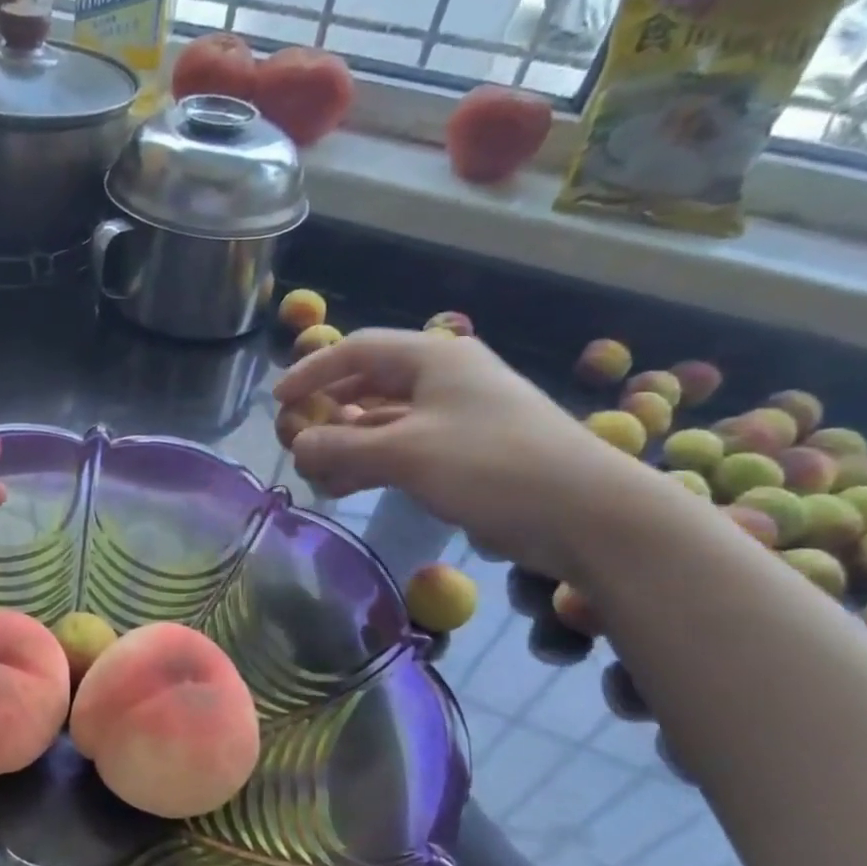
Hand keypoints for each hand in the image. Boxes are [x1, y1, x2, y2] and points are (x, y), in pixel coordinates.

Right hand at [273, 329, 660, 579]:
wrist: (587, 514)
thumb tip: (296, 447)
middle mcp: (443, 380)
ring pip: (382, 423)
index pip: (357, 351)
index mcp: (433, 359)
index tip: (279, 402)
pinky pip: (401, 450)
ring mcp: (455, 418)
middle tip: (294, 442)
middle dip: (325, 413)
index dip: (312, 371)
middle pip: (367, 386)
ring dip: (345, 446)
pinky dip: (370, 465)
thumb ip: (341, 447)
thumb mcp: (406, 453)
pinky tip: (346, 487)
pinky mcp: (464, 455)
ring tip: (316, 476)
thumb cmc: (492, 466)